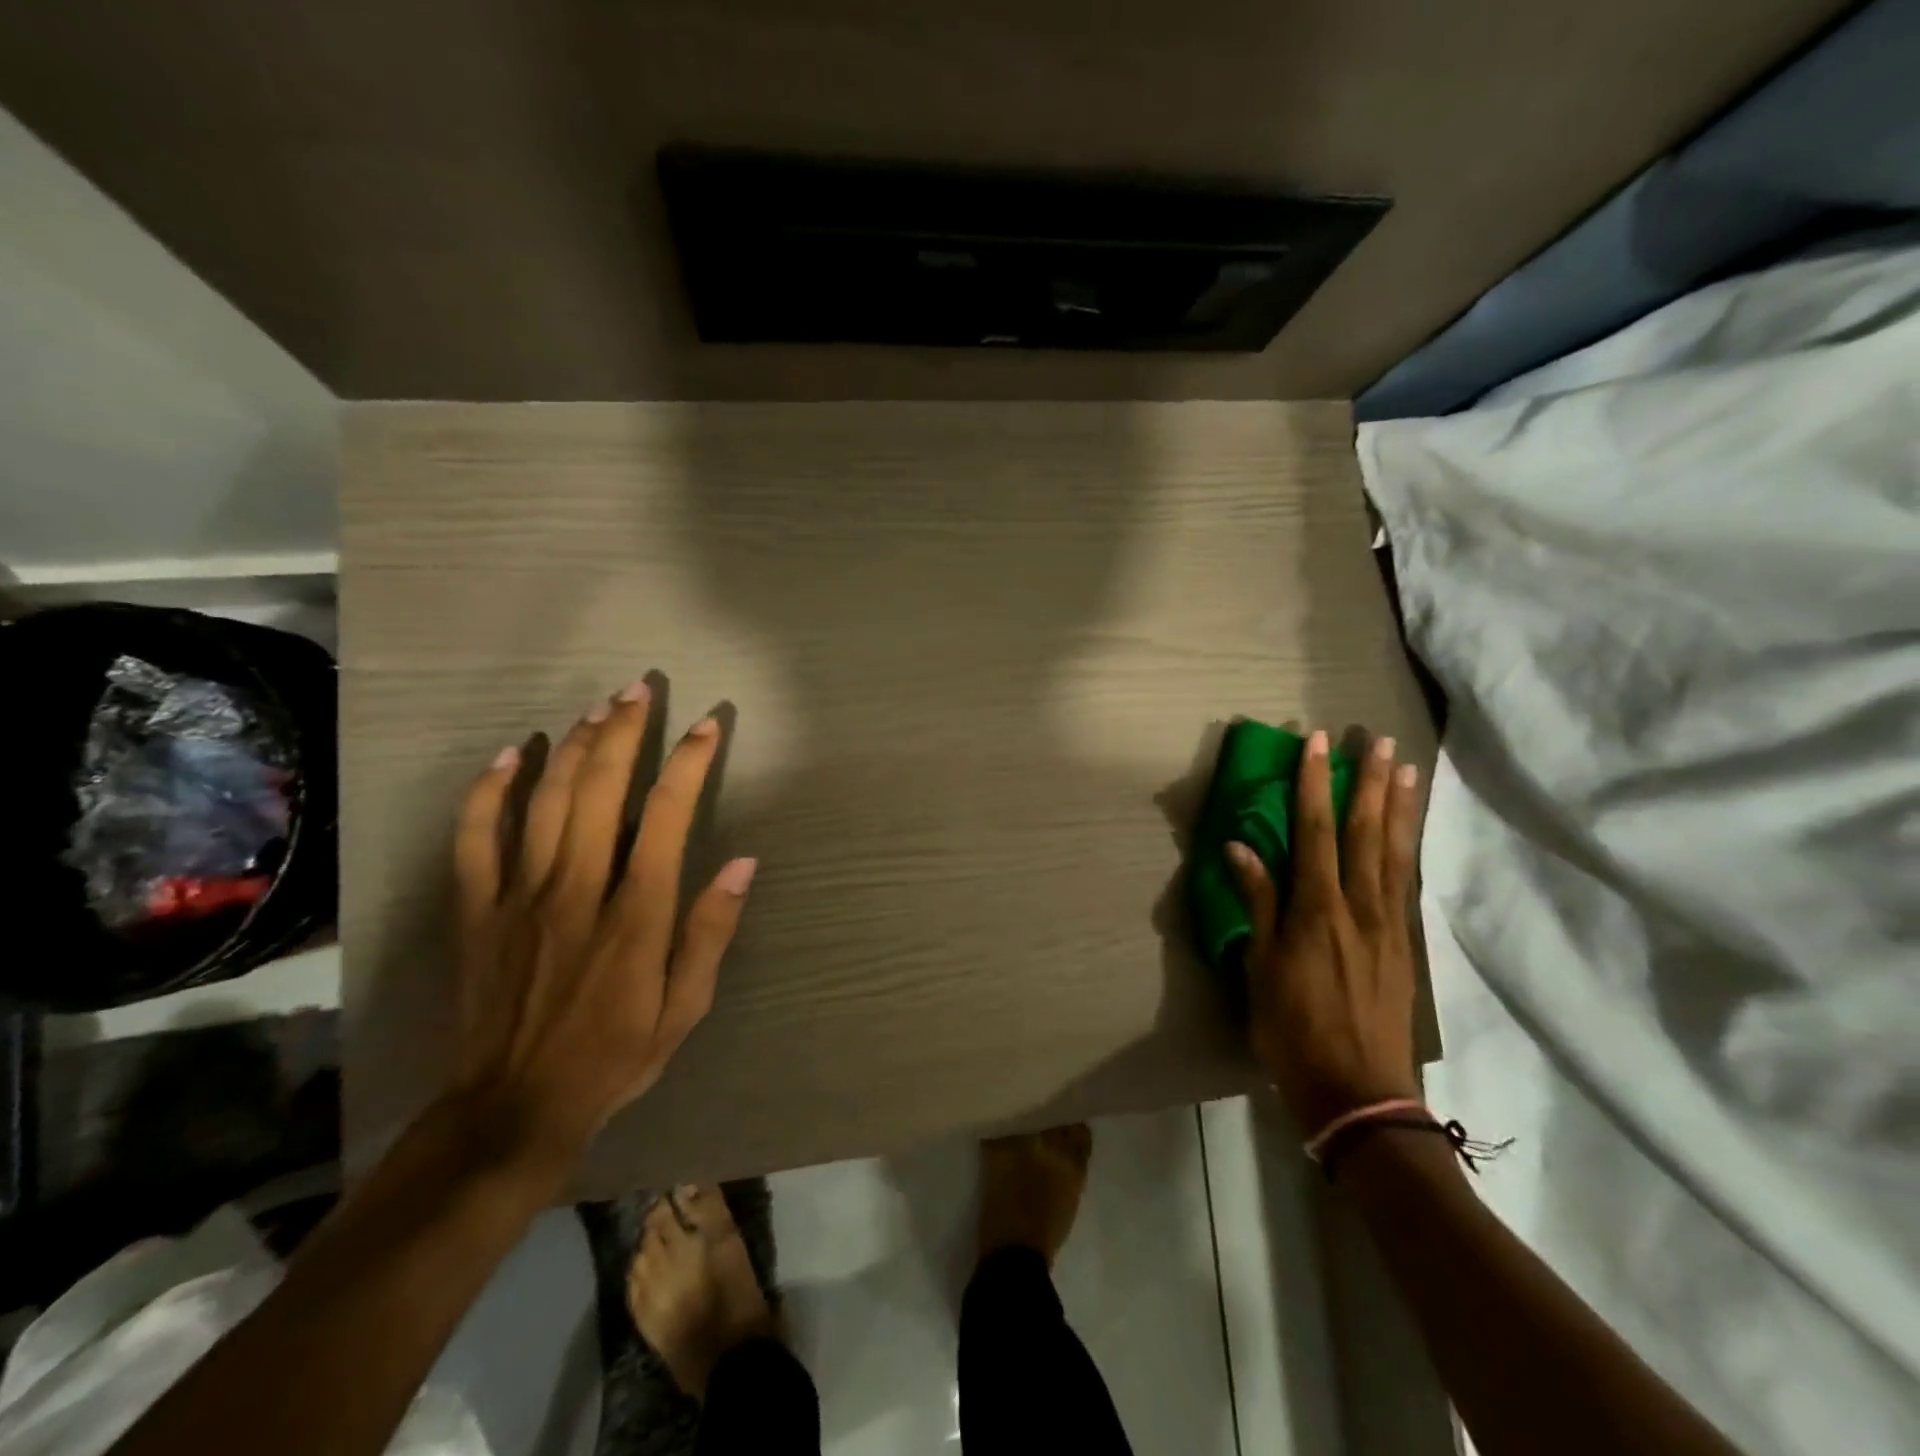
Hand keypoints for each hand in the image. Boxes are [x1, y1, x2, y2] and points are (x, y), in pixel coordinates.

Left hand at [446, 681, 756, 1164]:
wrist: (513, 1109)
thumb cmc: (614, 1056)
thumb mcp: (685, 1008)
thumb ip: (711, 932)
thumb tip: (743, 864)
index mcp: (636, 916)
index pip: (667, 818)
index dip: (688, 765)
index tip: (707, 727)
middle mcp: (577, 891)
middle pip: (600, 792)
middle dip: (624, 732)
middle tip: (640, 689)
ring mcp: (520, 897)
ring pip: (545, 802)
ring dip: (574, 747)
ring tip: (598, 707)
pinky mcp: (478, 911)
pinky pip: (476, 839)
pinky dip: (490, 791)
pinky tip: (512, 755)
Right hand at [1228, 730, 1422, 1133]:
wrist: (1358, 1093)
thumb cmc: (1293, 1029)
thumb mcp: (1261, 968)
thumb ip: (1258, 903)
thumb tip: (1240, 847)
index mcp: (1318, 910)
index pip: (1314, 832)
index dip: (1314, 784)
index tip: (1317, 744)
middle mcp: (1360, 907)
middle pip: (1366, 832)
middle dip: (1370, 783)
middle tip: (1378, 741)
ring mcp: (1389, 925)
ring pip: (1396, 853)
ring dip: (1400, 807)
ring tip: (1406, 769)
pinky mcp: (1404, 945)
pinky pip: (1407, 882)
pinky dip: (1409, 848)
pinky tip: (1410, 832)